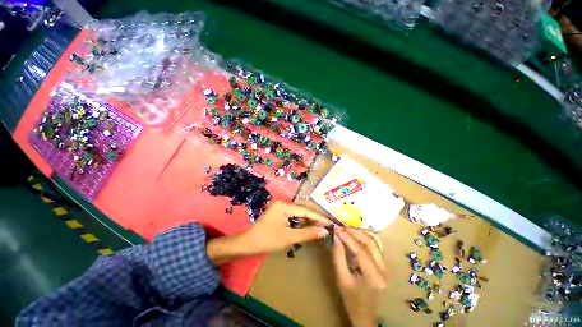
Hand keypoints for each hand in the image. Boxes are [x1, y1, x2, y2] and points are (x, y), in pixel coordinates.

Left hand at [207, 201, 331, 264]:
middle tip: (327, 225)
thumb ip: (308, 233)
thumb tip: (325, 231)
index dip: (319, 217)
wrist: (247, 244)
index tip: (331, 223)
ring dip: (308, 220)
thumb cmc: (267, 240)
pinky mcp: (279, 213)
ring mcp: (280, 207)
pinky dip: (301, 222)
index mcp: (284, 205)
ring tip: (320, 227)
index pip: (305, 210)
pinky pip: (293, 216)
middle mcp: (283, 203)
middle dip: (314, 218)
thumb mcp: (289, 237)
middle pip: (302, 210)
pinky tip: (308, 227)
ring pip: (298, 213)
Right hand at [332, 227, 385, 326]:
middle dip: (354, 232)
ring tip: (347, 229)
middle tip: (340, 227)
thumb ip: (338, 257)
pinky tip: (356, 234)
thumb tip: (336, 237)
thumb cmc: (351, 300)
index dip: (348, 237)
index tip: (336, 229)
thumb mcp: (342, 279)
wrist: (365, 314)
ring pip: (375, 241)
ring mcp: (385, 265)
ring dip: (360, 232)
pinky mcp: (383, 263)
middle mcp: (384, 269)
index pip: (361, 251)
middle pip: (371, 243)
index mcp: (374, 277)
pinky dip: (366, 236)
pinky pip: (376, 244)